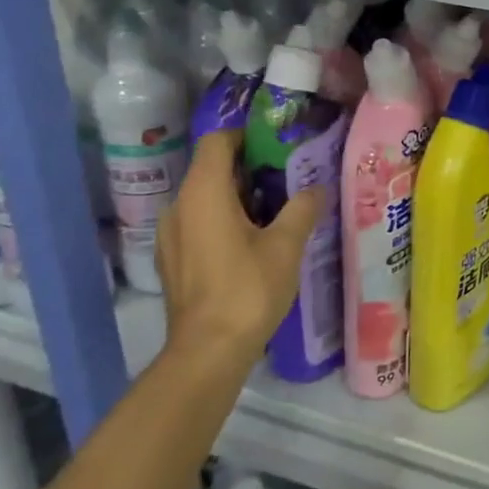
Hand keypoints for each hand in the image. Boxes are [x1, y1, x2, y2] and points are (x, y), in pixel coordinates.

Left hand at [154, 131, 325, 385]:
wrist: (208, 351)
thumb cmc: (248, 289)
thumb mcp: (286, 245)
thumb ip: (302, 208)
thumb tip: (316, 187)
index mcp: (203, 192)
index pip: (217, 141)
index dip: (247, 137)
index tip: (279, 147)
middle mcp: (179, 206)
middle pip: (212, 169)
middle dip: (250, 169)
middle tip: (289, 180)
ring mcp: (171, 235)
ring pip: (205, 198)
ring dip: (238, 197)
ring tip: (277, 213)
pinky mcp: (173, 260)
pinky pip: (198, 223)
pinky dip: (224, 220)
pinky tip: (253, 243)